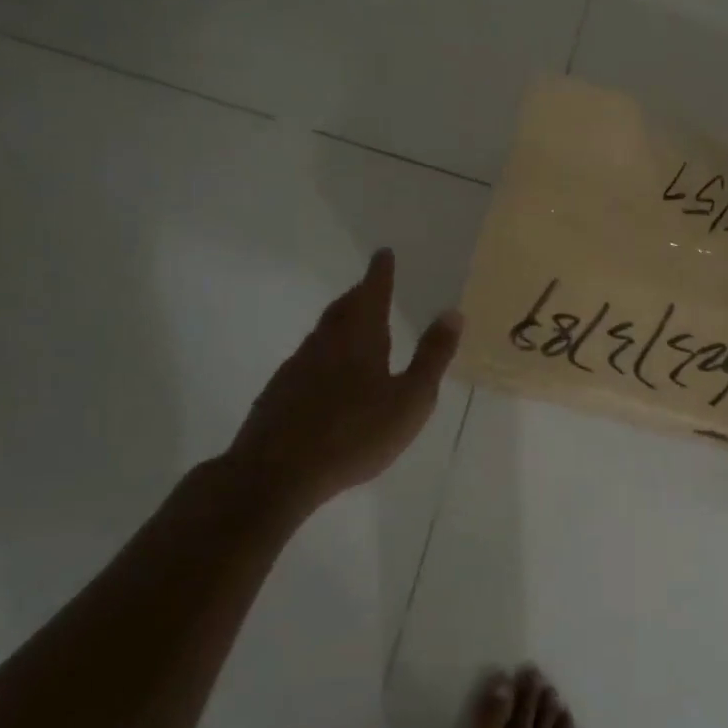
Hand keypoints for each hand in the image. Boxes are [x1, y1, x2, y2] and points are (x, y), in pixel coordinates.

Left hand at [226, 249, 462, 507]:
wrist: (275, 474)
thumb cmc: (354, 434)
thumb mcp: (410, 399)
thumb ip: (432, 356)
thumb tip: (453, 312)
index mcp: (359, 337)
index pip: (372, 293)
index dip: (380, 273)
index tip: (383, 253)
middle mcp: (325, 343)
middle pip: (344, 309)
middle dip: (360, 294)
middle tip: (371, 285)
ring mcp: (297, 367)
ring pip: (323, 333)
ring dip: (341, 321)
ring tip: (356, 324)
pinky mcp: (279, 393)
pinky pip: (308, 359)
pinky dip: (325, 352)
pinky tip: (329, 373)